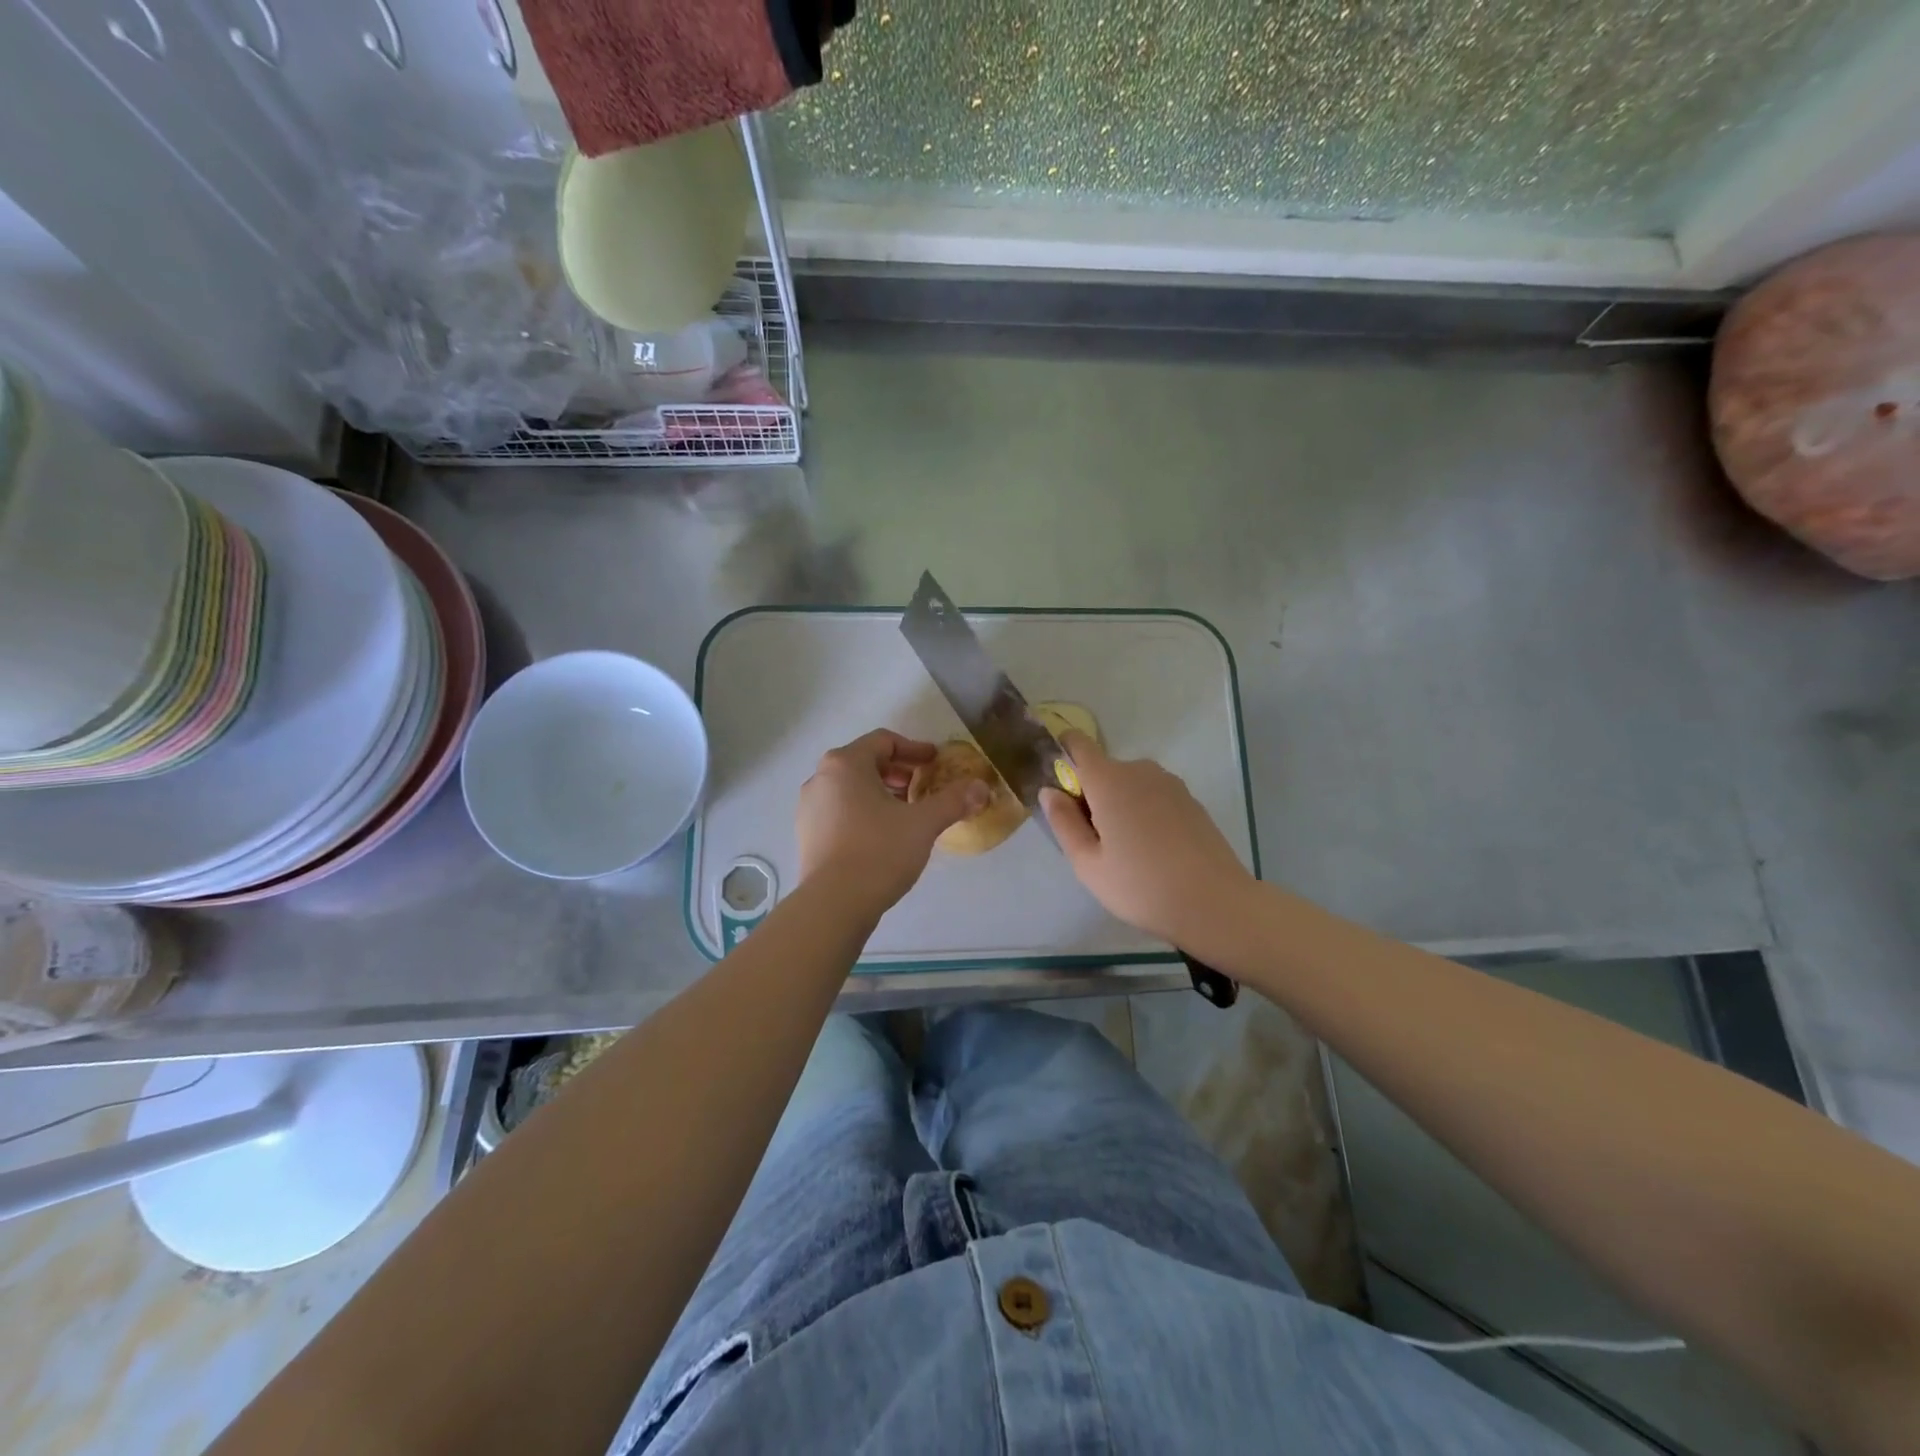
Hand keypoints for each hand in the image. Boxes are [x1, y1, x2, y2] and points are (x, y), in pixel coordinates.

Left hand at [797, 729, 989, 915]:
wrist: (833, 904)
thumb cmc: (879, 851)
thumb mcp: (923, 823)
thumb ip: (953, 801)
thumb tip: (981, 787)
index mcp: (845, 764)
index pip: (884, 741)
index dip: (914, 749)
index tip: (936, 763)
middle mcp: (821, 778)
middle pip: (865, 763)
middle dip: (898, 773)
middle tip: (924, 788)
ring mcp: (809, 808)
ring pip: (851, 788)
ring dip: (881, 794)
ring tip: (907, 814)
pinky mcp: (807, 835)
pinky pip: (839, 811)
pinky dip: (863, 812)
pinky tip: (883, 836)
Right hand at [1041, 732, 1257, 947]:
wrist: (1215, 903)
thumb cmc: (1141, 886)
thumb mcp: (1088, 863)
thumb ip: (1063, 822)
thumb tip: (1049, 791)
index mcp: (1109, 780)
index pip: (1078, 744)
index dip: (1063, 753)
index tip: (1058, 784)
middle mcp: (1140, 770)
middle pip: (1104, 769)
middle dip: (1091, 794)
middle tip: (1092, 840)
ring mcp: (1170, 783)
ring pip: (1130, 784)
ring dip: (1119, 804)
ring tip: (1125, 850)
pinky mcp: (1190, 800)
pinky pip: (1153, 796)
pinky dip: (1144, 812)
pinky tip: (1153, 851)